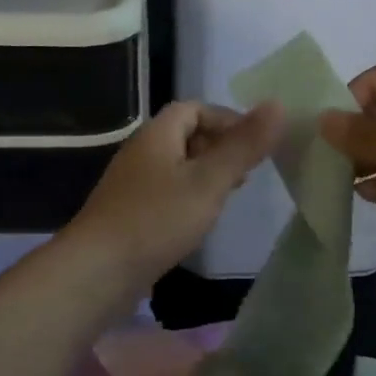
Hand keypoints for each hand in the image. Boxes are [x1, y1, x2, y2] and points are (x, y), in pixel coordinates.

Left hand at [69, 99, 284, 284]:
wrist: (97, 271)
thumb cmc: (156, 219)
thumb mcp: (209, 181)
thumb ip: (243, 145)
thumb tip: (277, 104)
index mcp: (157, 134)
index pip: (194, 108)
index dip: (227, 119)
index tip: (254, 145)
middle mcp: (141, 152)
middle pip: (185, 135)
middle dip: (219, 148)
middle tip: (247, 172)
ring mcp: (132, 184)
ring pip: (177, 167)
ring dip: (205, 175)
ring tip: (229, 197)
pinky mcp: (129, 214)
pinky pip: (166, 193)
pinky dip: (188, 198)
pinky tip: (199, 221)